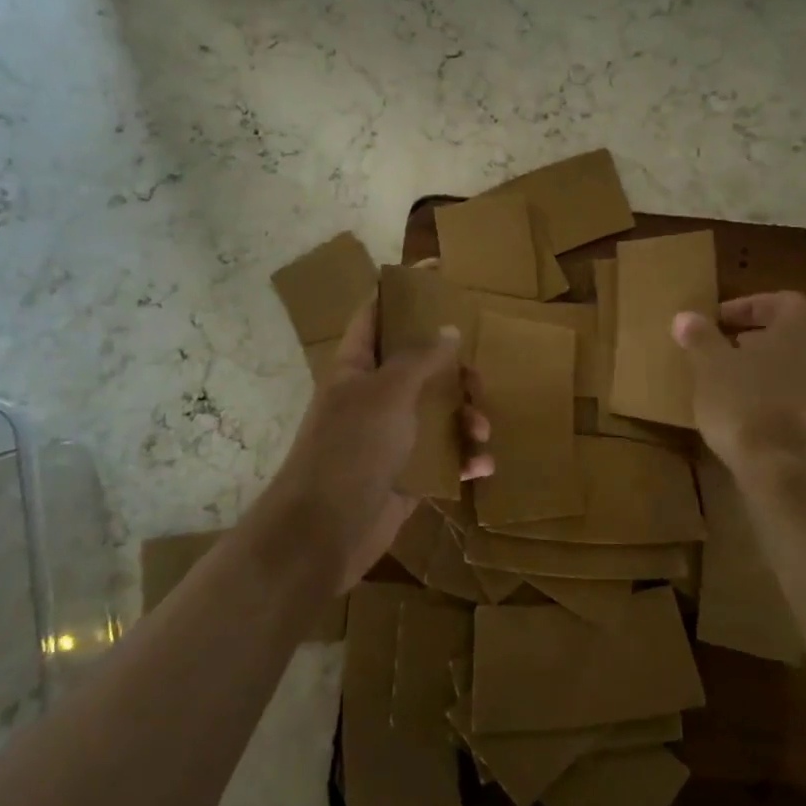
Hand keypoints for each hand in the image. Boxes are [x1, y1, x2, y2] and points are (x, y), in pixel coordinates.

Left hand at [272, 299, 491, 590]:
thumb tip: (448, 329)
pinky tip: (481, 466)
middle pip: (420, 366)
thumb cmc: (350, 449)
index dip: (401, 290)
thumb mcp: (387, 393)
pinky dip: (464, 459)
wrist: (323, 534)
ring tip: (481, 432)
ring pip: (438, 412)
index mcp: (357, 367)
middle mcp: (373, 397)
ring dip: (467, 418)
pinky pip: (444, 457)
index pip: (376, 314)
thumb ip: (420, 359)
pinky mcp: (407, 476)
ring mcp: (390, 438)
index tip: (435, 270)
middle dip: (454, 369)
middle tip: (478, 377)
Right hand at [672, 291, 805, 476]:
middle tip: (724, 350)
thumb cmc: (744, 403)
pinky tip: (754, 412)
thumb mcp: (709, 366)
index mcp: (802, 328)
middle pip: (792, 334)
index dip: (747, 307)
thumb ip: (700, 337)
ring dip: (771, 369)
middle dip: (758, 339)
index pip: (780, 301)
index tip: (718, 321)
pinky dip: (781, 397)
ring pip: (801, 367)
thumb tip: (686, 317)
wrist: (785, 470)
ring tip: (735, 383)